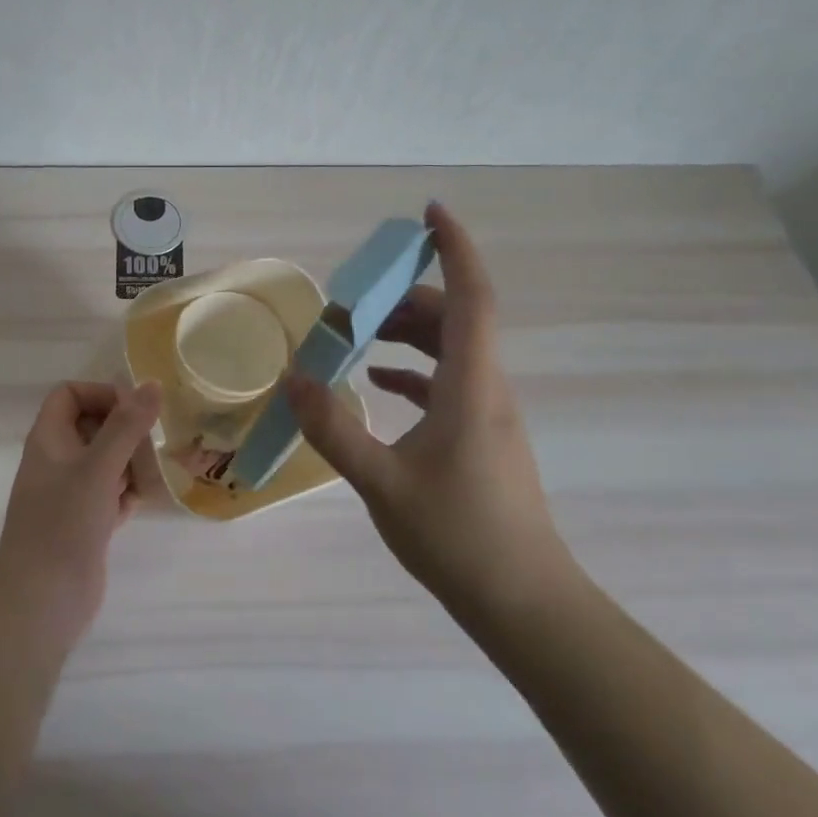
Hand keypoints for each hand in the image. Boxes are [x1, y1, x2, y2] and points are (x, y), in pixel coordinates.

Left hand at [0, 380, 162, 648]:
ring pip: (105, 460)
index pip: (70, 394)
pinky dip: (127, 493)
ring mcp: (69, 493)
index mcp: (48, 439)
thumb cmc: (63, 524)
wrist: (41, 603)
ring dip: (130, 462)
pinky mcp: (84, 522)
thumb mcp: (98, 468)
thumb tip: (152, 384)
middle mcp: (56, 460)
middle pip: (92, 426)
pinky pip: (110, 492)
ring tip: (153, 474)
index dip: (101, 394)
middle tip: (152, 445)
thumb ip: (127, 425)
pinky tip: (142, 503)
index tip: (134, 411)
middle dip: (124, 431)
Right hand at [285, 202, 572, 632]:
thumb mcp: (383, 482)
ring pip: (451, 349)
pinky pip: (447, 382)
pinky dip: (412, 370)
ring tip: (355, 336)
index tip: (429, 212)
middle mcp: (487, 387)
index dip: (454, 248)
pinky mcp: (481, 437)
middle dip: (405, 296)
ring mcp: (488, 413)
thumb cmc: (459, 537)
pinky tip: (376, 382)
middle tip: (352, 301)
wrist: (525, 604)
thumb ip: (334, 429)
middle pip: (453, 318)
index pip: (471, 296)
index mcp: (472, 385)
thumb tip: (292, 379)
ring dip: (407, 333)